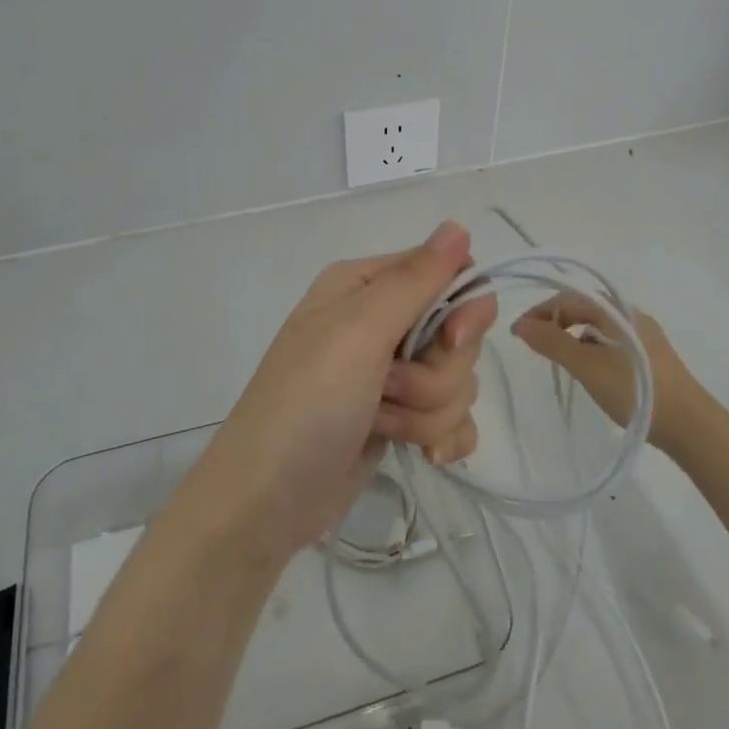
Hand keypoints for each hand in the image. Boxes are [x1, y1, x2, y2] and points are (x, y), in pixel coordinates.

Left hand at [179, 222, 496, 563]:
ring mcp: (390, 374)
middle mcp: (380, 323)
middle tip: (389, 388)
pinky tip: (424, 456)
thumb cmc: (307, 403)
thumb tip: (460, 225)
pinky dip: (441, 437)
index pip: (447, 275)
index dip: (462, 308)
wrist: (265, 502)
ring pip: (457, 381)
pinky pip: (453, 418)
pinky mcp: (398, 418)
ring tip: (381, 424)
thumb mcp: (359, 331)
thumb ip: (416, 280)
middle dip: (435, 373)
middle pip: (458, 335)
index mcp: (366, 286)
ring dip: (426, 411)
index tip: (453, 339)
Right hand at [512, 296, 715, 459]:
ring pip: (597, 326)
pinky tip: (587, 369)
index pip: (568, 298)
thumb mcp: (587, 366)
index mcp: (616, 309)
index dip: (539, 312)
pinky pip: (610, 341)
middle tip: (533, 345)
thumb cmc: (634, 390)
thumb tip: (521, 324)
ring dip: (572, 336)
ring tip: (558, 359)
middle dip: (554, 322)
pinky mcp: (649, 356)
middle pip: (583, 308)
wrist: (689, 424)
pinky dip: (590, 348)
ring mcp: (642, 335)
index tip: (517, 334)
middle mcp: (630, 314)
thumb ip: (552, 343)